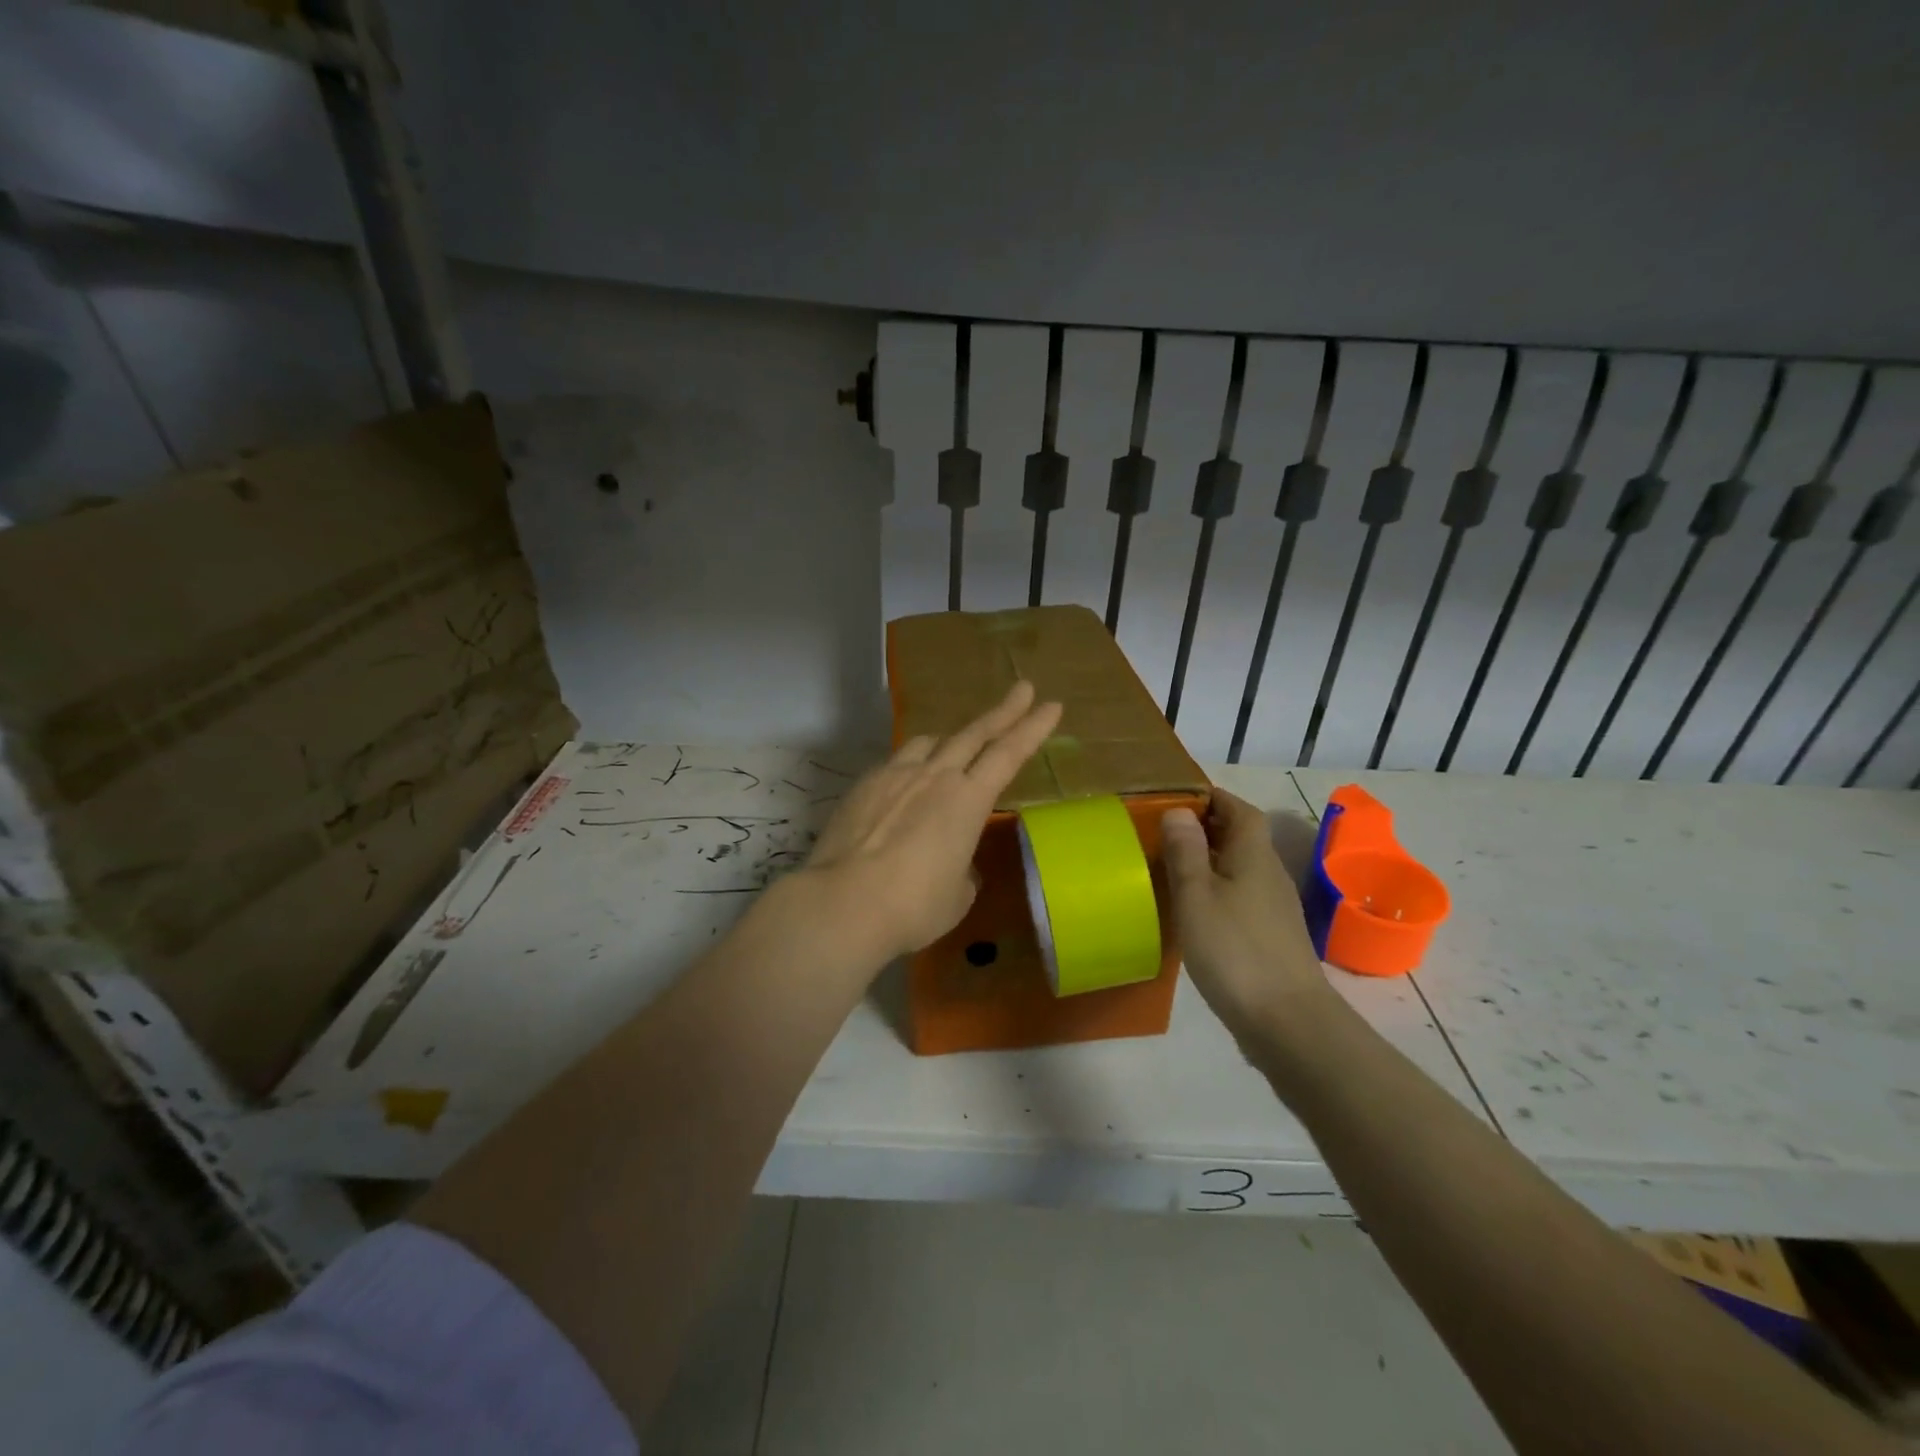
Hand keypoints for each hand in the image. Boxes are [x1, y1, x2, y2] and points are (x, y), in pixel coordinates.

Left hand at [803, 681, 1062, 964]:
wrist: (844, 902)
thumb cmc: (914, 905)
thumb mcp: (957, 894)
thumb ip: (963, 869)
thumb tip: (955, 863)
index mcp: (968, 800)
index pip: (1009, 754)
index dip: (1033, 728)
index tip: (1051, 705)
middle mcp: (935, 776)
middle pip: (974, 733)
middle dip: (1003, 711)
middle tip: (1023, 689)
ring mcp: (895, 774)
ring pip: (929, 741)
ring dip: (950, 739)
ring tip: (954, 745)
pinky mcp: (864, 784)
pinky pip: (896, 762)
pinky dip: (911, 764)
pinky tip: (905, 783)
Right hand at [1163, 790, 1335, 1042]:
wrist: (1288, 1022)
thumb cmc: (1235, 950)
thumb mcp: (1197, 896)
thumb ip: (1186, 852)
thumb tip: (1180, 810)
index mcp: (1254, 856)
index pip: (1240, 810)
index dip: (1214, 799)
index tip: (1181, 798)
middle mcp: (1270, 875)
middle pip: (1243, 837)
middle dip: (1209, 827)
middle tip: (1168, 831)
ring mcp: (1275, 909)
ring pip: (1242, 868)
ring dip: (1213, 860)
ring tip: (1175, 867)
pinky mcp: (1273, 938)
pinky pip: (1243, 897)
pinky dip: (1220, 891)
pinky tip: (1197, 911)